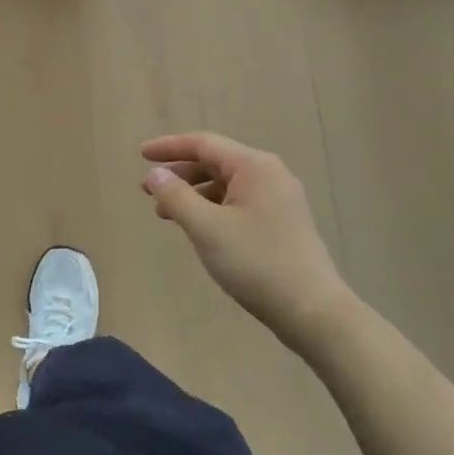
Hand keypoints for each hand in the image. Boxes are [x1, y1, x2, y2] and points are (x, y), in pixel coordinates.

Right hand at [141, 133, 353, 350]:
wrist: (312, 310)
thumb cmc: (256, 263)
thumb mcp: (207, 228)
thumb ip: (176, 196)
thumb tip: (155, 174)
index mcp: (254, 166)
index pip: (203, 144)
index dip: (169, 147)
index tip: (141, 155)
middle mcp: (269, 174)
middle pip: (215, 161)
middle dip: (180, 173)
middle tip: (148, 189)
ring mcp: (279, 199)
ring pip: (226, 184)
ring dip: (194, 193)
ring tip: (165, 213)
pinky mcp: (282, 222)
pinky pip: (238, 202)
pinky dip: (212, 207)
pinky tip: (198, 227)